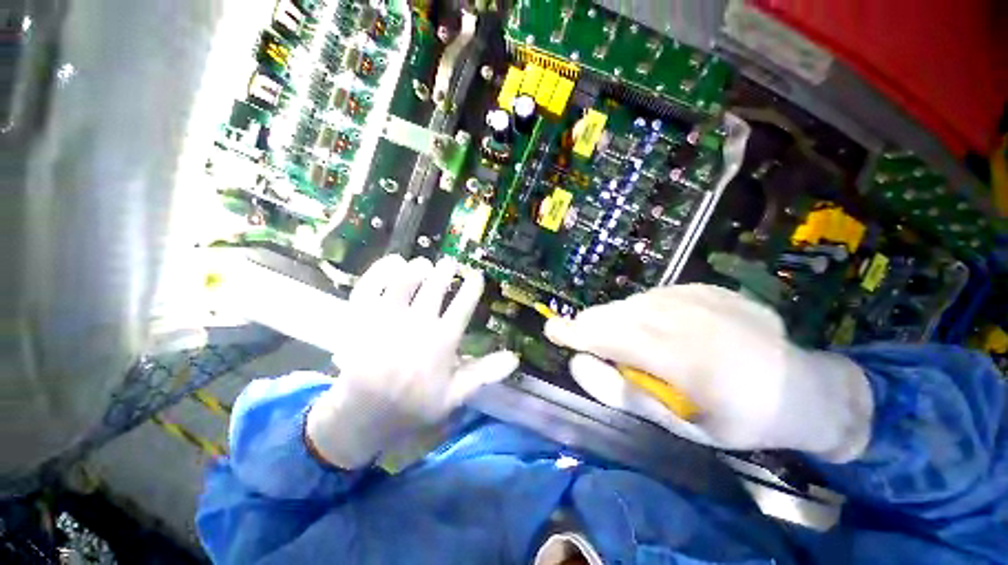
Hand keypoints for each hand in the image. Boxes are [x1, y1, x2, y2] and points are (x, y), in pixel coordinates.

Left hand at [307, 255, 518, 468]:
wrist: (362, 414)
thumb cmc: (411, 405)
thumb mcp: (453, 396)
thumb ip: (484, 374)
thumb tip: (514, 357)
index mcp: (441, 341)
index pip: (463, 305)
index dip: (473, 287)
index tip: (477, 275)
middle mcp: (416, 324)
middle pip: (435, 286)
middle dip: (446, 270)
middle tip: (450, 264)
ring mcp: (386, 318)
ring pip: (405, 280)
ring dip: (418, 267)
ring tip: (424, 264)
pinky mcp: (360, 316)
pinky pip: (371, 283)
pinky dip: (383, 269)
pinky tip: (393, 263)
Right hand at [545, 284, 872, 461]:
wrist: (804, 386)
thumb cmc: (740, 418)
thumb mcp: (678, 425)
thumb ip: (622, 392)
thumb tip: (579, 362)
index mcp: (678, 355)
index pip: (606, 334)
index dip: (573, 331)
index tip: (551, 330)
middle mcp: (682, 316)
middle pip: (613, 313)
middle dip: (592, 326)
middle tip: (590, 343)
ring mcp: (694, 296)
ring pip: (630, 302)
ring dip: (618, 320)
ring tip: (631, 342)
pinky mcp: (703, 287)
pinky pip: (654, 296)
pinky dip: (643, 311)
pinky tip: (662, 328)